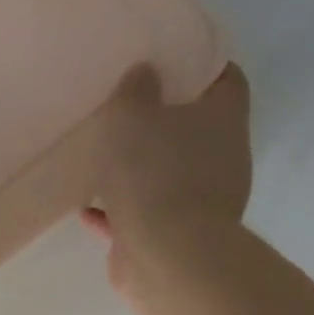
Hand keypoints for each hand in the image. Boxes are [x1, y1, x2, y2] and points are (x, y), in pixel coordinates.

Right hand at [81, 62, 251, 285]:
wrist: (166, 256)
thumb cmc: (154, 173)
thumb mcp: (133, 115)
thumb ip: (136, 89)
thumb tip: (145, 72)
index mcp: (223, 119)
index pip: (225, 78)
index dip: (200, 64)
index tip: (168, 58)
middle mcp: (222, 159)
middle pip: (195, 129)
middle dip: (163, 119)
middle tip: (127, 105)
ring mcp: (201, 202)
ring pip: (167, 174)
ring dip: (138, 169)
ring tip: (101, 157)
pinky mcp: (174, 237)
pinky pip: (142, 215)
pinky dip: (118, 211)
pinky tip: (87, 209)